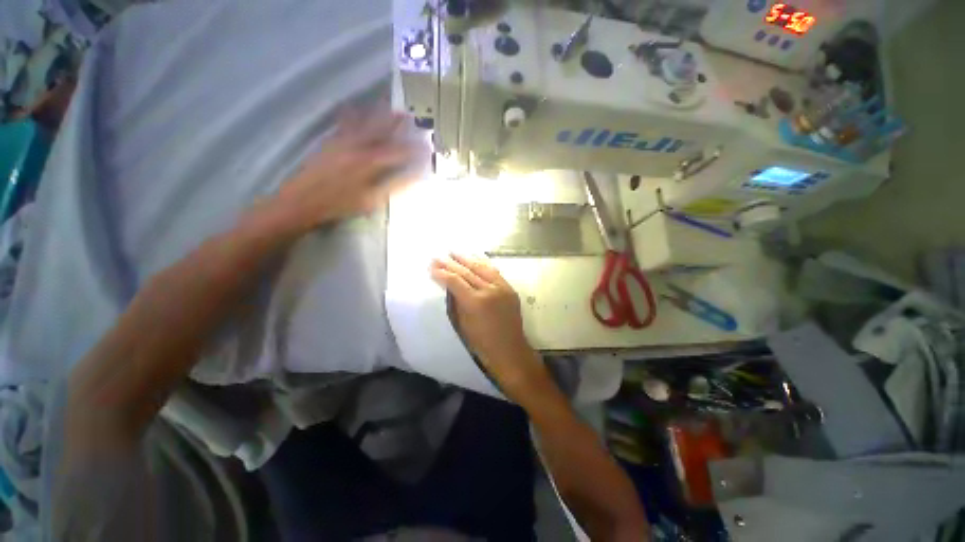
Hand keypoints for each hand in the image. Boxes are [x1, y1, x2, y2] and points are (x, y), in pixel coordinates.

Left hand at [276, 106, 425, 228]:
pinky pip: (343, 124)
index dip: (414, 150)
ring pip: (363, 123)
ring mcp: (341, 142)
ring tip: (387, 103)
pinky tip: (353, 107)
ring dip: (376, 113)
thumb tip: (414, 178)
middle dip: (396, 122)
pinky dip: (351, 114)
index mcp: (369, 162)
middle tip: (408, 114)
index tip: (426, 147)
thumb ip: (394, 186)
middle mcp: (357, 146)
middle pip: (380, 130)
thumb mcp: (371, 200)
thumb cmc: (339, 204)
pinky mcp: (330, 142)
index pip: (398, 152)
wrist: (302, 200)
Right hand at [430, 254, 550, 396]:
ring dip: (467, 259)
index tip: (431, 266)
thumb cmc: (482, 343)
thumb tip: (450, 285)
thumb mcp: (463, 324)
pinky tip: (475, 258)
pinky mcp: (509, 288)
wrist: (510, 350)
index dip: (442, 273)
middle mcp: (489, 290)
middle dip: (451, 263)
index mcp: (475, 302)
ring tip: (455, 252)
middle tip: (439, 255)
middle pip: (467, 271)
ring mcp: (502, 288)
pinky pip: (494, 272)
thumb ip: (456, 302)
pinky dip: (483, 264)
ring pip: (482, 268)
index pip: (455, 281)